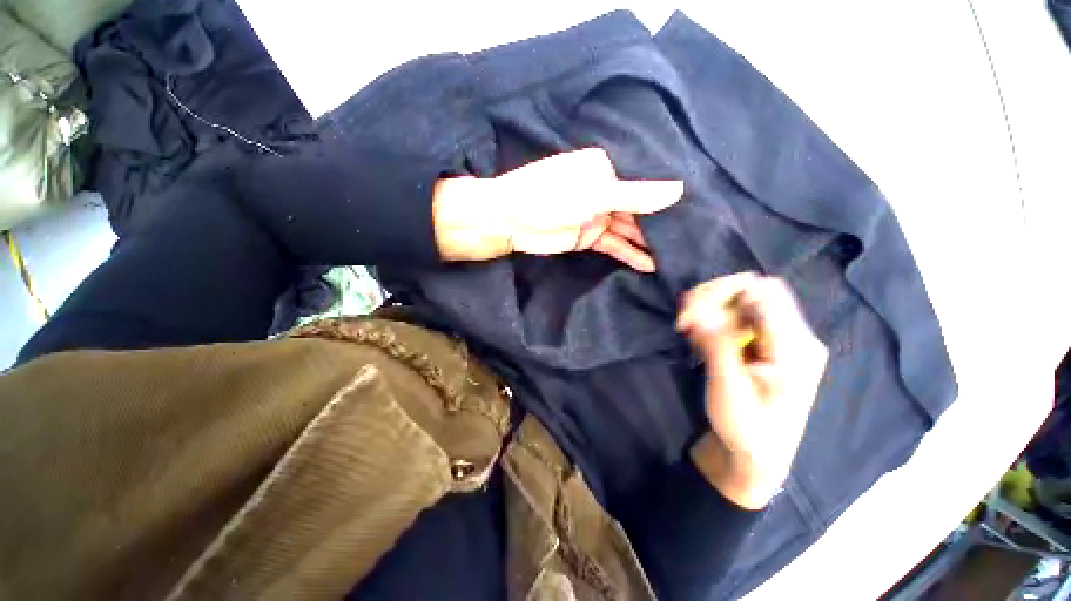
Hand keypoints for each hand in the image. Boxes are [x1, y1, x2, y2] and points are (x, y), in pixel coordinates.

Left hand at [432, 148, 682, 271]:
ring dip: (647, 243)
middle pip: (637, 208)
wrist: (510, 221)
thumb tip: (678, 190)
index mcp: (604, 168)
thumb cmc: (549, 197)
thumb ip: (636, 196)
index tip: (695, 210)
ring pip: (627, 230)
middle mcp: (602, 190)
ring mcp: (595, 215)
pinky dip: (629, 254)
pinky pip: (614, 245)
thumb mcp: (596, 194)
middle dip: (659, 224)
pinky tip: (649, 265)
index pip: (642, 182)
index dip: (665, 198)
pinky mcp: (587, 237)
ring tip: (675, 256)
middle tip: (690, 238)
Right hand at [677, 273, 827, 508]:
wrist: (756, 457)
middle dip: (713, 298)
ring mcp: (781, 339)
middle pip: (753, 291)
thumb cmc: (746, 430)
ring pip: (743, 301)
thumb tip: (699, 312)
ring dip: (711, 308)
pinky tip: (699, 336)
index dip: (721, 292)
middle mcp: (795, 336)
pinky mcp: (766, 344)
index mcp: (796, 347)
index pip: (763, 291)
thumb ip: (717, 346)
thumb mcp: (729, 390)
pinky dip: (714, 319)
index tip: (688, 315)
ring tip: (688, 330)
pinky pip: (739, 316)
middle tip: (684, 320)